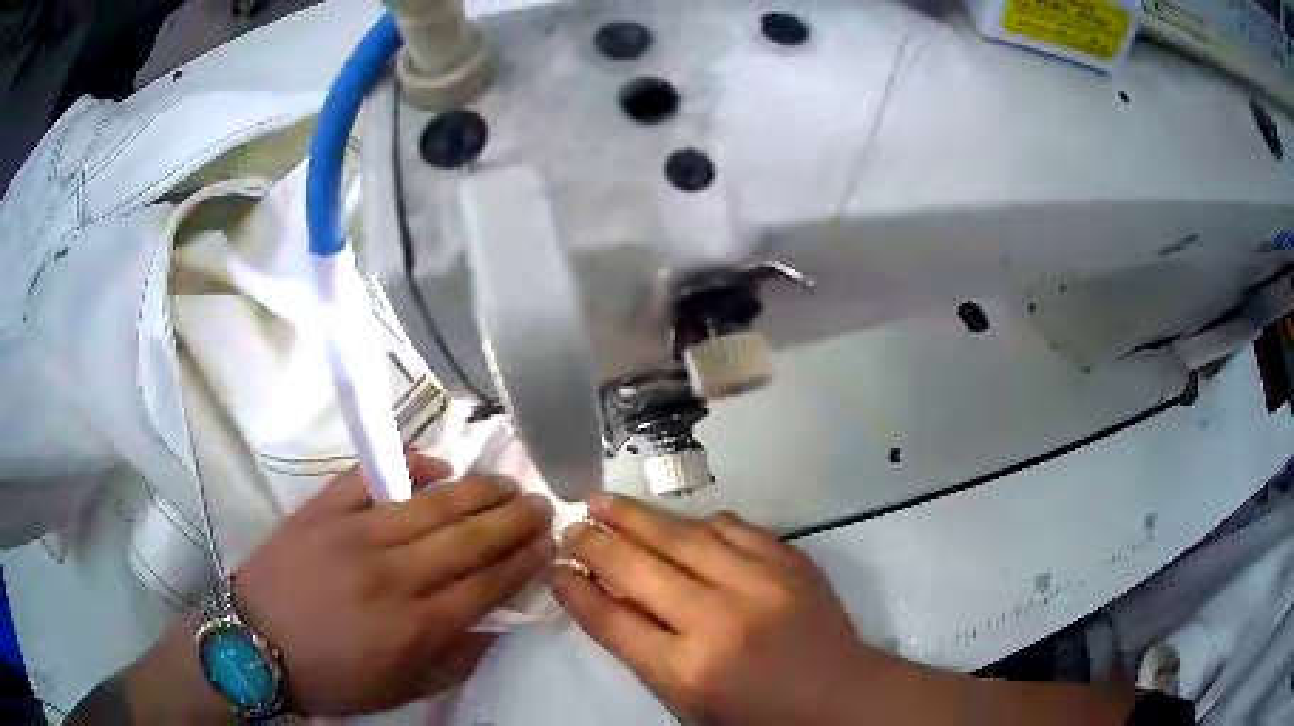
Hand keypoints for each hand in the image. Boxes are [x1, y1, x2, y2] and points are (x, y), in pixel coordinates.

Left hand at [232, 453, 555, 715]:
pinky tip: (436, 463)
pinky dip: (409, 466)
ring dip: (476, 491)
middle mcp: (391, 574)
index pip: (485, 584)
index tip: (548, 543)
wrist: (253, 644)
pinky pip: (372, 477)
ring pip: (429, 504)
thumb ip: (452, 662)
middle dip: (512, 519)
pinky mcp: (323, 510)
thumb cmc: (331, 677)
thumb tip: (492, 627)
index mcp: (413, 625)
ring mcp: (354, 533)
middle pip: (467, 538)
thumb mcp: (399, 692)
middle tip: (540, 502)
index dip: (522, 561)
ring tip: (505, 482)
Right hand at [552, 495, 899, 724]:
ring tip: (603, 501)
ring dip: (636, 516)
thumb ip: (643, 652)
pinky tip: (676, 522)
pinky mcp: (791, 562)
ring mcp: (761, 585)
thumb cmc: (756, 715)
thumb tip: (605, 596)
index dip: (574, 588)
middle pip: (639, 568)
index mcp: (688, 671)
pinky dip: (696, 523)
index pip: (611, 619)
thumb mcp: (687, 703)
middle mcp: (720, 621)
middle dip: (595, 543)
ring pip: (683, 536)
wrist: (840, 698)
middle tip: (571, 525)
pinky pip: (732, 527)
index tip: (554, 566)